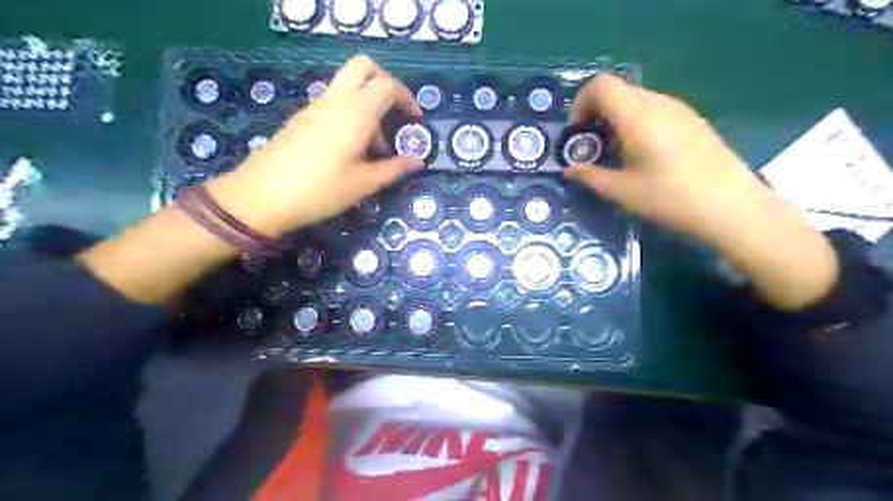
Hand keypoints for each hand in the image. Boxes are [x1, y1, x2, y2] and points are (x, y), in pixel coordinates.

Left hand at [208, 56, 421, 236]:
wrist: (262, 195)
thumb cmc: (321, 190)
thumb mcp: (363, 184)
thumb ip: (393, 169)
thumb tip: (417, 163)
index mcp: (356, 112)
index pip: (388, 85)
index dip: (407, 98)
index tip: (415, 120)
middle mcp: (336, 100)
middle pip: (363, 67)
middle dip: (384, 83)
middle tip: (394, 113)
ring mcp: (316, 106)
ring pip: (348, 85)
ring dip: (367, 103)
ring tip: (372, 147)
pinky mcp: (303, 118)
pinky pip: (333, 102)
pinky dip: (350, 113)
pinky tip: (349, 149)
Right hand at [563, 74, 837, 310]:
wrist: (731, 207)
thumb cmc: (670, 198)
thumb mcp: (622, 191)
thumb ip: (590, 176)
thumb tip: (570, 170)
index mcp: (637, 115)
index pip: (600, 85)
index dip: (580, 103)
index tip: (577, 132)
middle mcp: (658, 103)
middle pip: (617, 91)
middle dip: (596, 113)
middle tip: (591, 146)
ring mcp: (680, 109)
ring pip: (636, 100)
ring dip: (616, 119)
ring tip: (615, 153)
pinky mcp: (693, 121)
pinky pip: (655, 110)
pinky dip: (636, 123)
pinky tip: (642, 155)